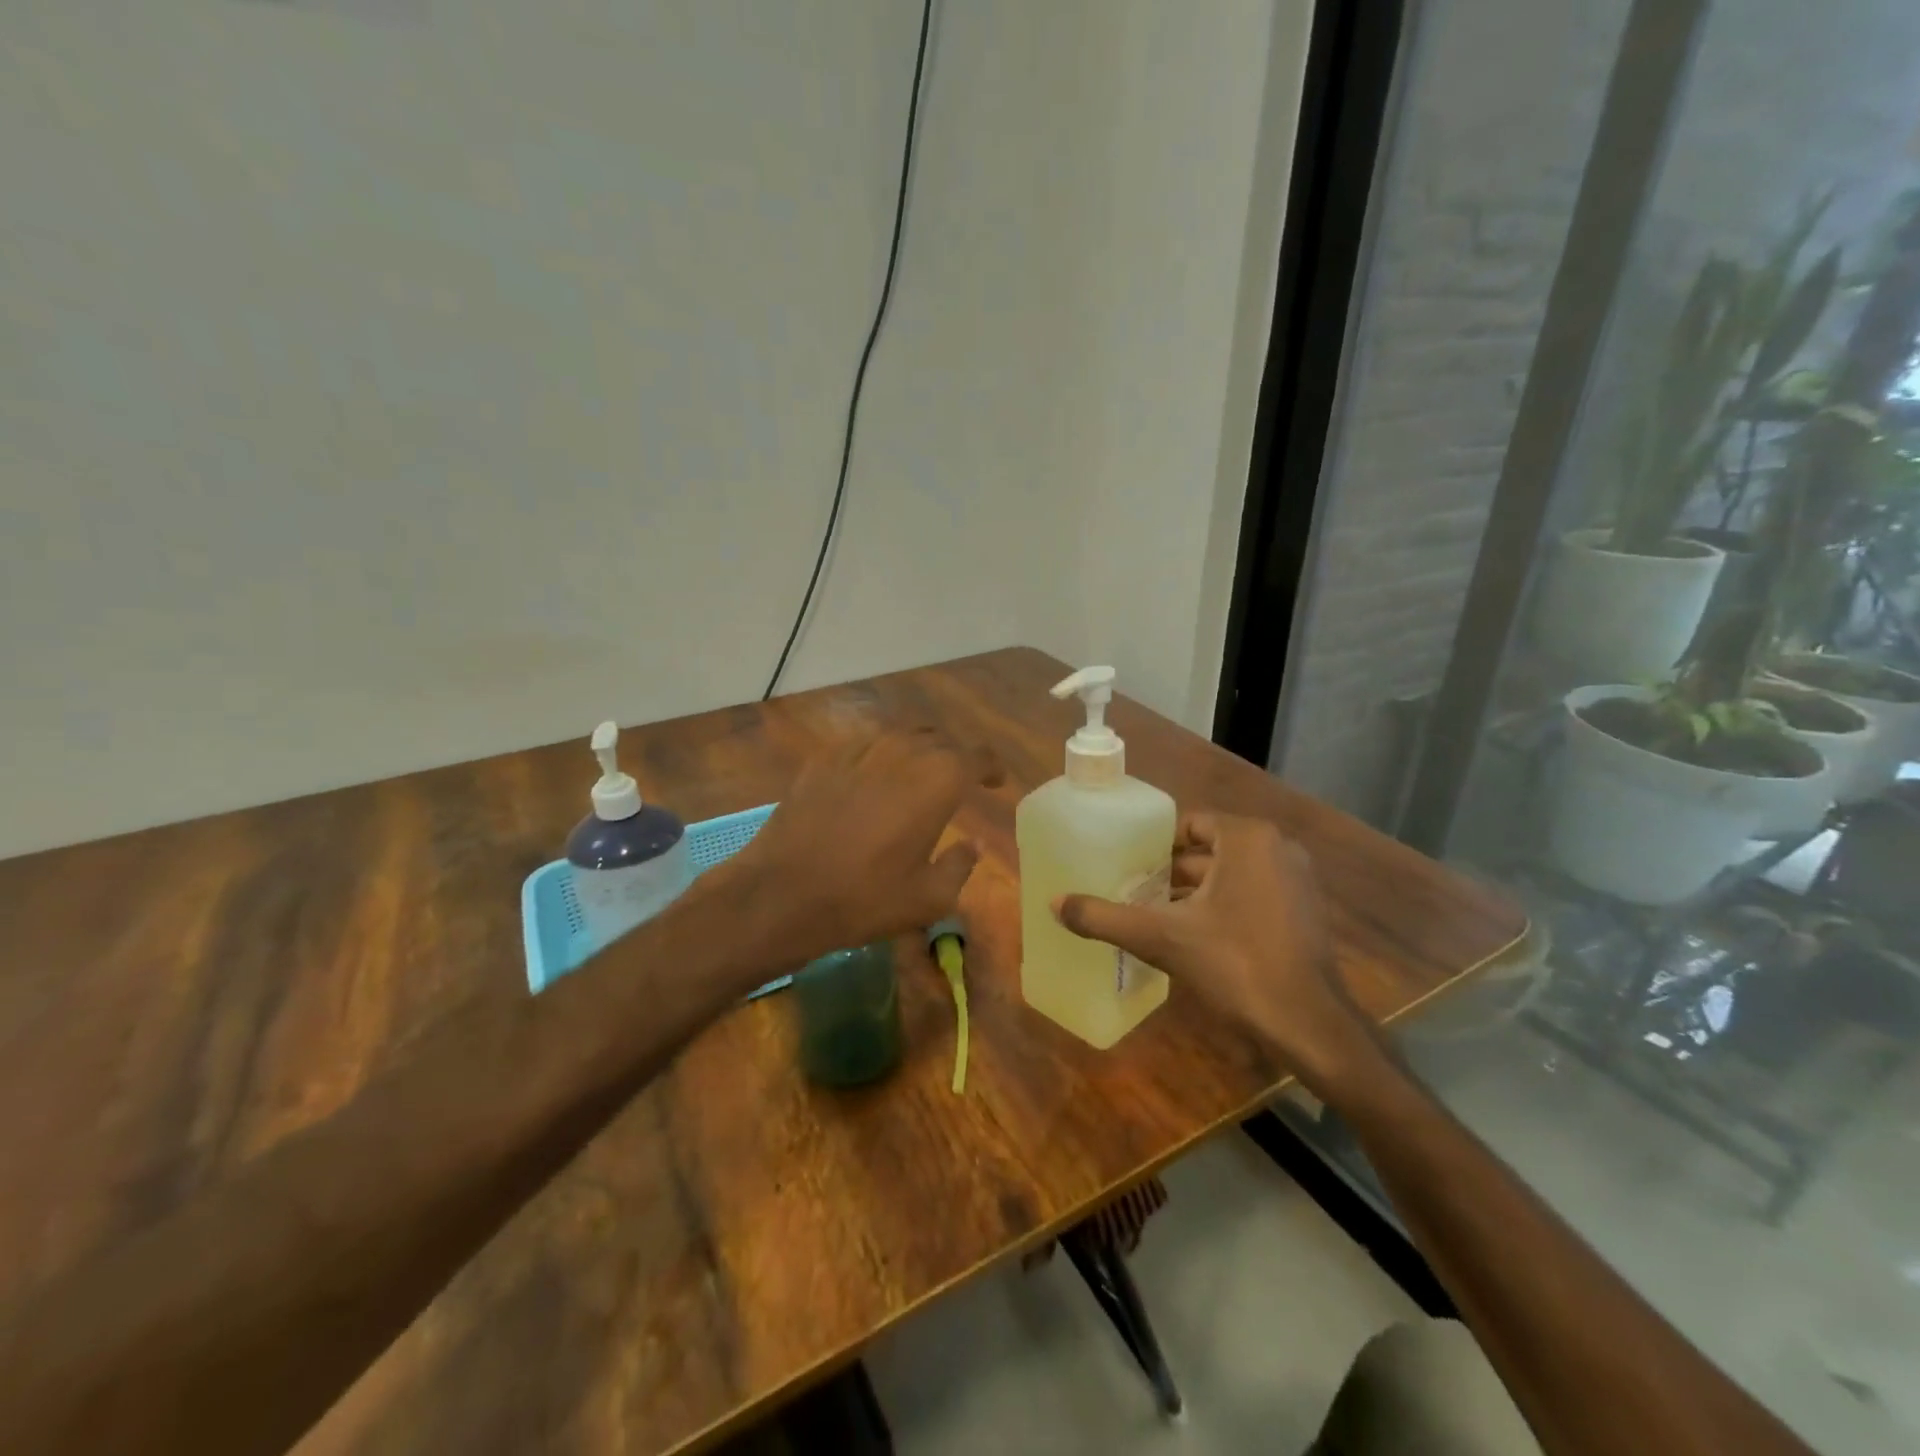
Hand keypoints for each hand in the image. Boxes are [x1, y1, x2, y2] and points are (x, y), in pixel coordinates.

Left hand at [712, 726, 996, 971]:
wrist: (782, 892)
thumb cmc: (866, 898)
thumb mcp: (930, 898)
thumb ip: (961, 865)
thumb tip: (973, 845)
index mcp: (939, 779)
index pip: (978, 756)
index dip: (991, 767)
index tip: (995, 781)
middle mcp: (903, 751)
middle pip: (941, 740)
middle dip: (956, 757)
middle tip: (958, 781)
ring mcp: (859, 748)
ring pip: (902, 735)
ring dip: (919, 751)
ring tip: (919, 774)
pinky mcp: (824, 757)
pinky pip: (865, 744)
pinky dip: (881, 755)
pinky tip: (874, 777)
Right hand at [1053, 812, 1379, 1090]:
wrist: (1308, 1025)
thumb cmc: (1235, 964)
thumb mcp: (1161, 938)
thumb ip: (1105, 917)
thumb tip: (1054, 903)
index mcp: (1248, 839)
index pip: (1190, 826)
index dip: (1155, 847)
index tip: (1129, 868)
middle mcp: (1278, 849)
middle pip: (1208, 851)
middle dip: (1170, 873)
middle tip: (1132, 893)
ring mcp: (1297, 882)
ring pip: (1230, 876)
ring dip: (1194, 894)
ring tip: (1154, 916)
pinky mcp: (1304, 913)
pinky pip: (1252, 896)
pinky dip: (1223, 909)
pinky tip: (1193, 938)